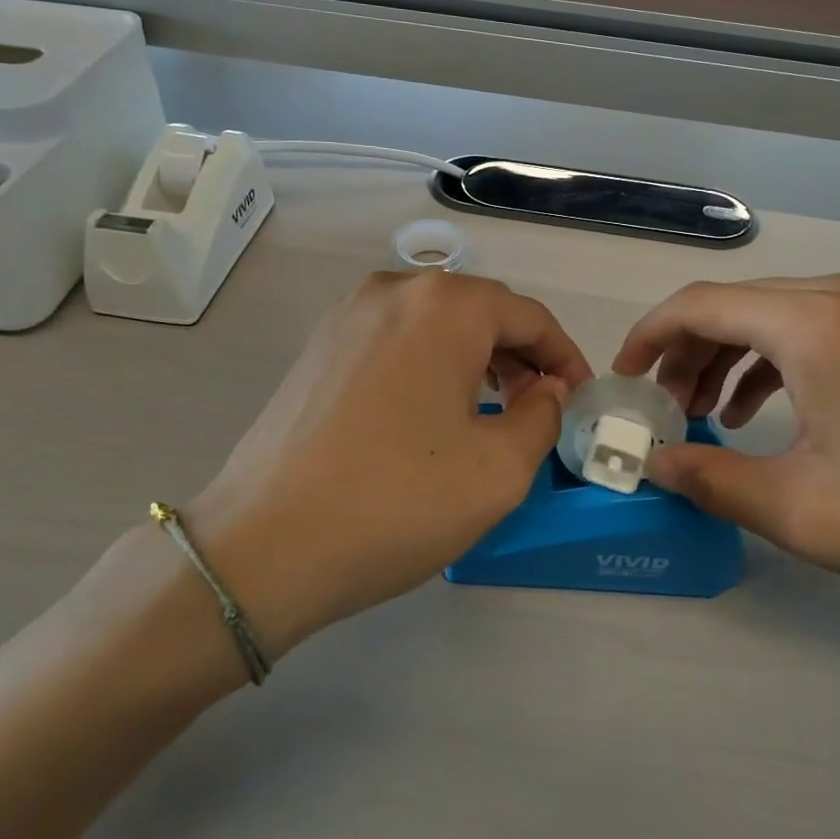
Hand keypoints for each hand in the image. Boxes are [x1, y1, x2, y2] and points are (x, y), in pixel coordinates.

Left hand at [183, 271, 592, 671]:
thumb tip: (545, 389)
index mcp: (445, 306)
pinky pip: (396, 338)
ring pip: (436, 323)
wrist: (259, 548)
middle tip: (540, 405)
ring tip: (494, 406)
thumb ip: (543, 416)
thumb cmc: (396, 502)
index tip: (580, 397)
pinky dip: (430, 362)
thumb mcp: (499, 469)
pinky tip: (433, 409)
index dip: (565, 356)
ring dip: (476, 357)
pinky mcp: (320, 345)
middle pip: (481, 311)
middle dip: (521, 354)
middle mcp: (395, 289)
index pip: (529, 317)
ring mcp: (348, 314)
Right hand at [613, 273, 839, 618]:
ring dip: (727, 357)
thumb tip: (650, 463)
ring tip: (704, 413)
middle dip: (686, 353)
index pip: (699, 305)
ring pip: (771, 315)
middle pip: (734, 306)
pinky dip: (772, 360)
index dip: (648, 337)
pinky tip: (759, 410)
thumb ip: (709, 477)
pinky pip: (811, 327)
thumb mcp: (797, 508)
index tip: (622, 379)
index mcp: (812, 322)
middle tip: (662, 408)